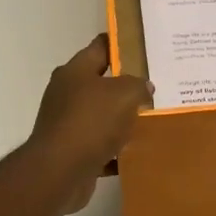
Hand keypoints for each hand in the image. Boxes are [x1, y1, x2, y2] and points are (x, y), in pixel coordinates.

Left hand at [23, 35, 153, 214]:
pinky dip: (116, 150)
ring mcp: (67, 123)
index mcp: (75, 71)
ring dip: (122, 121)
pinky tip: (137, 153)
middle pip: (101, 83)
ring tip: (152, 120)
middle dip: (126, 86)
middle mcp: (67, 94)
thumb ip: (138, 85)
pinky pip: (100, 146)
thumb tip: (143, 87)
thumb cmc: (91, 122)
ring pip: (102, 117)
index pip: (100, 47)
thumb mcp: (124, 94)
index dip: (120, 43)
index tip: (143, 45)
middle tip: (155, 87)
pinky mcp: (71, 151)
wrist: (60, 172)